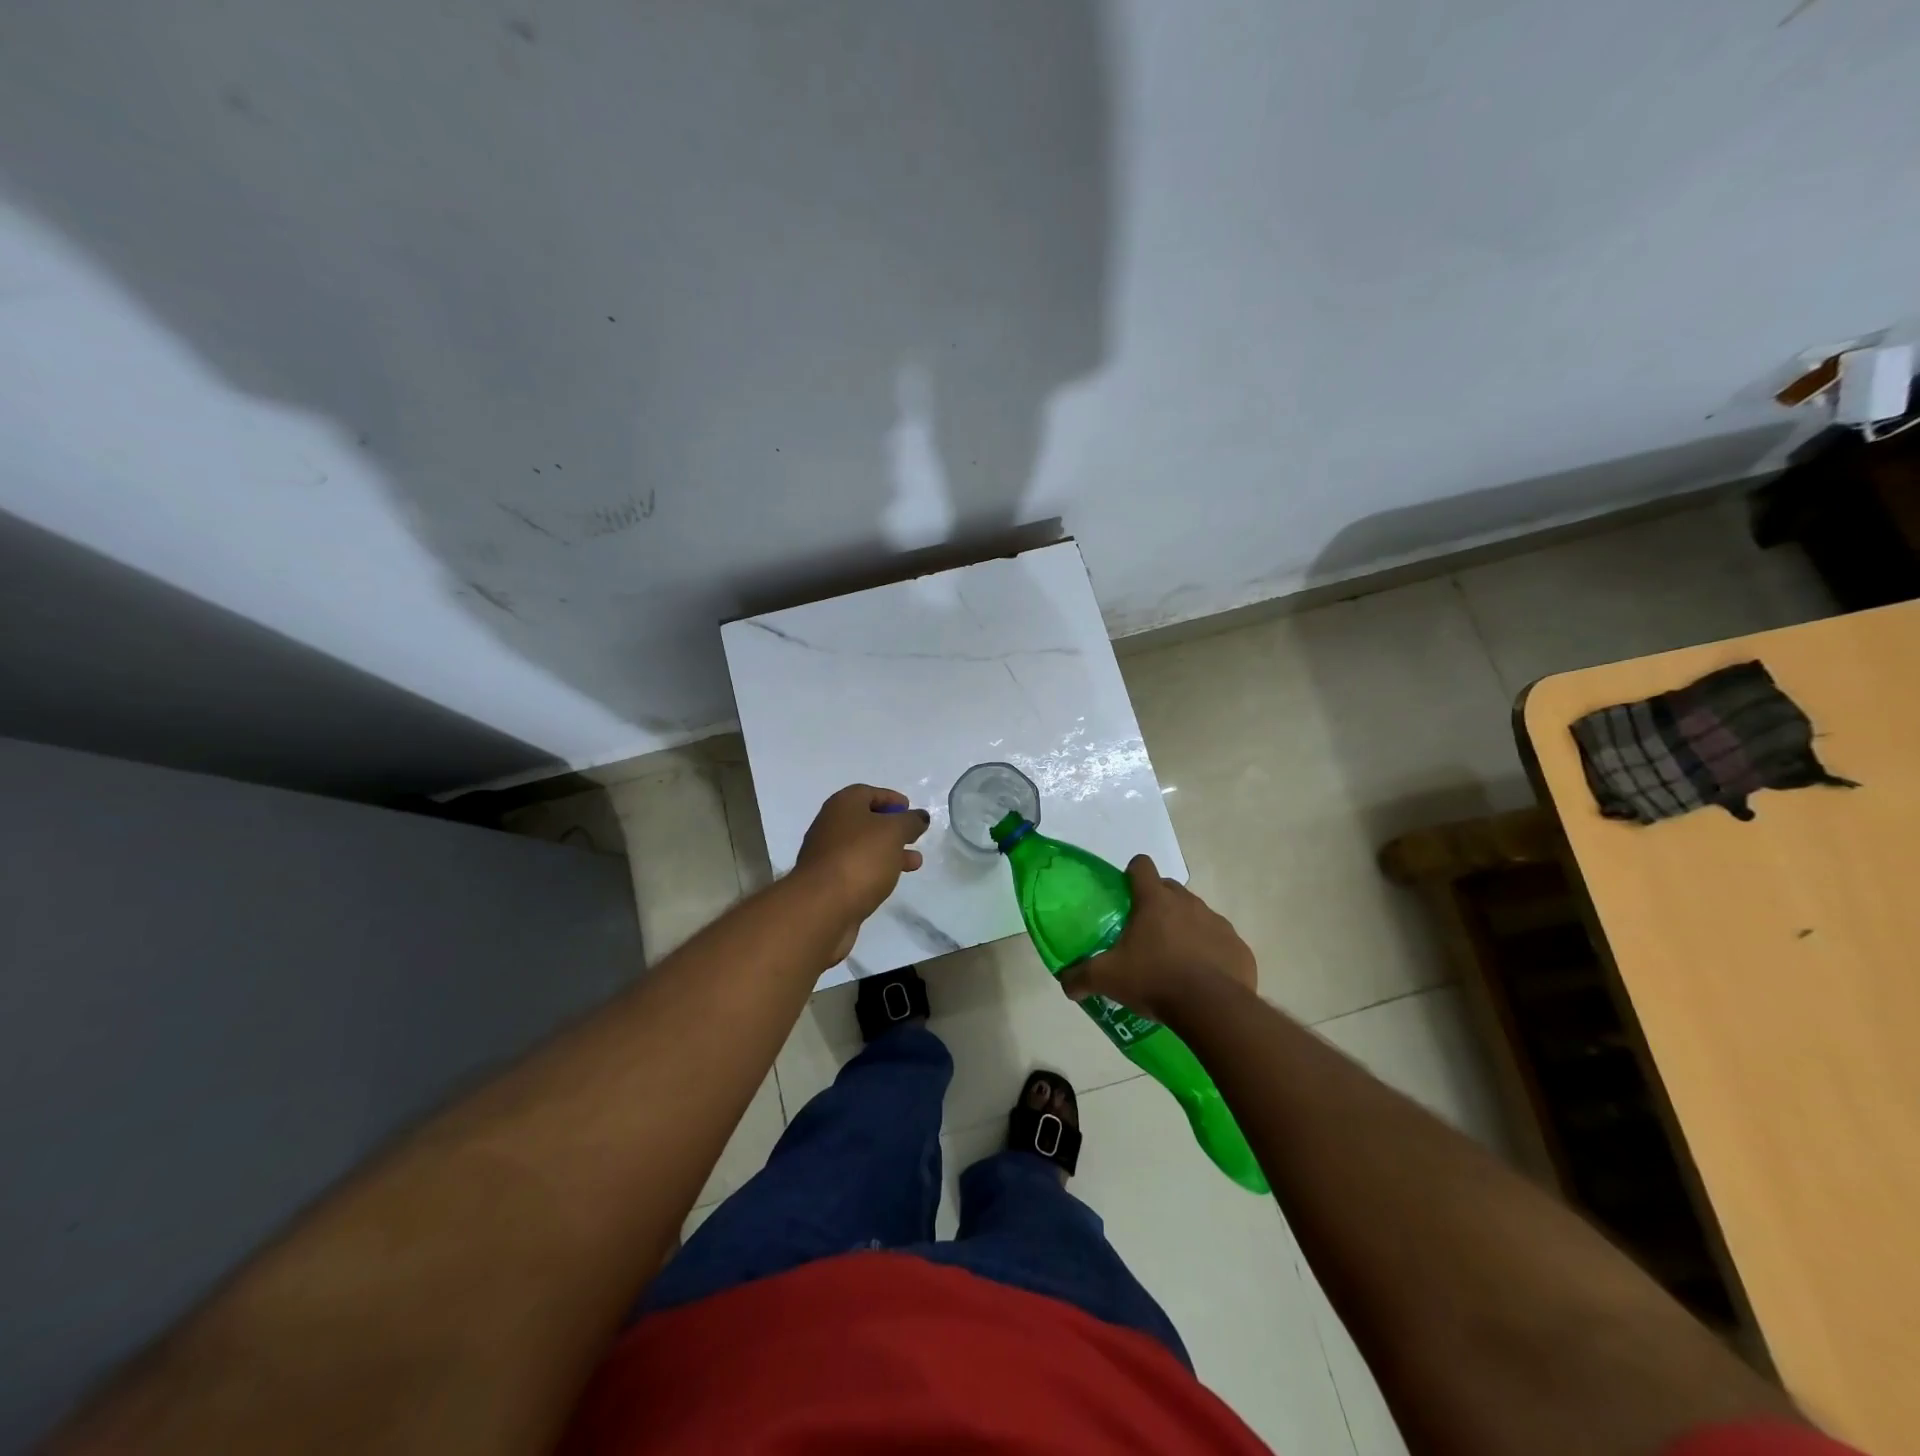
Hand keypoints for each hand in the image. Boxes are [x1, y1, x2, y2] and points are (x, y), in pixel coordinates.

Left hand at [794, 785, 930, 955]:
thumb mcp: (893, 832)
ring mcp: (827, 856)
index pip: (867, 792)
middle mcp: (830, 826)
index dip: (890, 798)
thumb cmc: (860, 858)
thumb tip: (919, 817)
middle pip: (865, 821)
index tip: (909, 808)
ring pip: (863, 848)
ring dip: (889, 852)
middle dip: (892, 828)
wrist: (822, 906)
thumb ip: (910, 821)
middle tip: (914, 836)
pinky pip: (857, 869)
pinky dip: (876, 870)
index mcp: (842, 806)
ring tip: (915, 863)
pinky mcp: (828, 883)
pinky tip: (891, 881)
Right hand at [1059, 855, 1255, 1022]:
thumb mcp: (1108, 979)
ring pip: (1197, 915)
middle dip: (1157, 903)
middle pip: (1169, 889)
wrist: (1213, 1009)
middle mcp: (1188, 903)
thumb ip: (1081, 977)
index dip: (1131, 873)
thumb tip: (1065, 983)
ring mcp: (1218, 923)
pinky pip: (1220, 942)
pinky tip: (1202, 978)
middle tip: (1144, 932)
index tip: (1125, 892)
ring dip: (1185, 928)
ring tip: (1174, 959)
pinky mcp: (1239, 948)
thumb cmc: (1155, 980)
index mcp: (1155, 901)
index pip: (1142, 866)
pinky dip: (1210, 953)